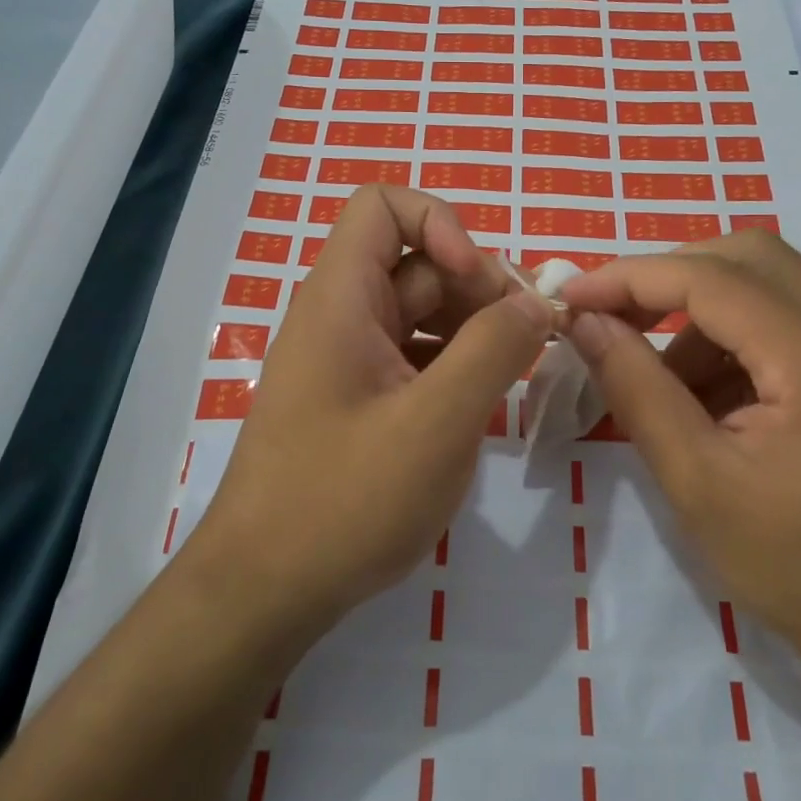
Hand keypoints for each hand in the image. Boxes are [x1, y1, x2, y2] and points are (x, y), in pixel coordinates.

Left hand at [189, 185, 552, 634]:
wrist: (264, 593)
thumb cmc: (344, 502)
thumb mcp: (436, 422)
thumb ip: (493, 349)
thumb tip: (537, 302)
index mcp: (341, 298)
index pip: (383, 206)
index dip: (440, 224)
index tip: (480, 280)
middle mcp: (342, 314)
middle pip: (417, 261)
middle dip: (478, 286)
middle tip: (528, 338)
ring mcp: (350, 358)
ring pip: (423, 311)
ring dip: (474, 327)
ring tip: (516, 371)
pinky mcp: (361, 396)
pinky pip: (416, 354)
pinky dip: (455, 363)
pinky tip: (484, 401)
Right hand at [559, 230, 800, 697]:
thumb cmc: (796, 569)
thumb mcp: (696, 481)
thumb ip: (636, 387)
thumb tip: (584, 321)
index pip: (712, 279)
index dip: (632, 277)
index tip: (574, 294)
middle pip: (749, 256)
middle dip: (670, 277)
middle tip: (616, 318)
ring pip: (768, 281)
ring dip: (701, 311)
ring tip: (665, 383)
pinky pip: (787, 317)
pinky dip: (733, 337)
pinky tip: (709, 398)